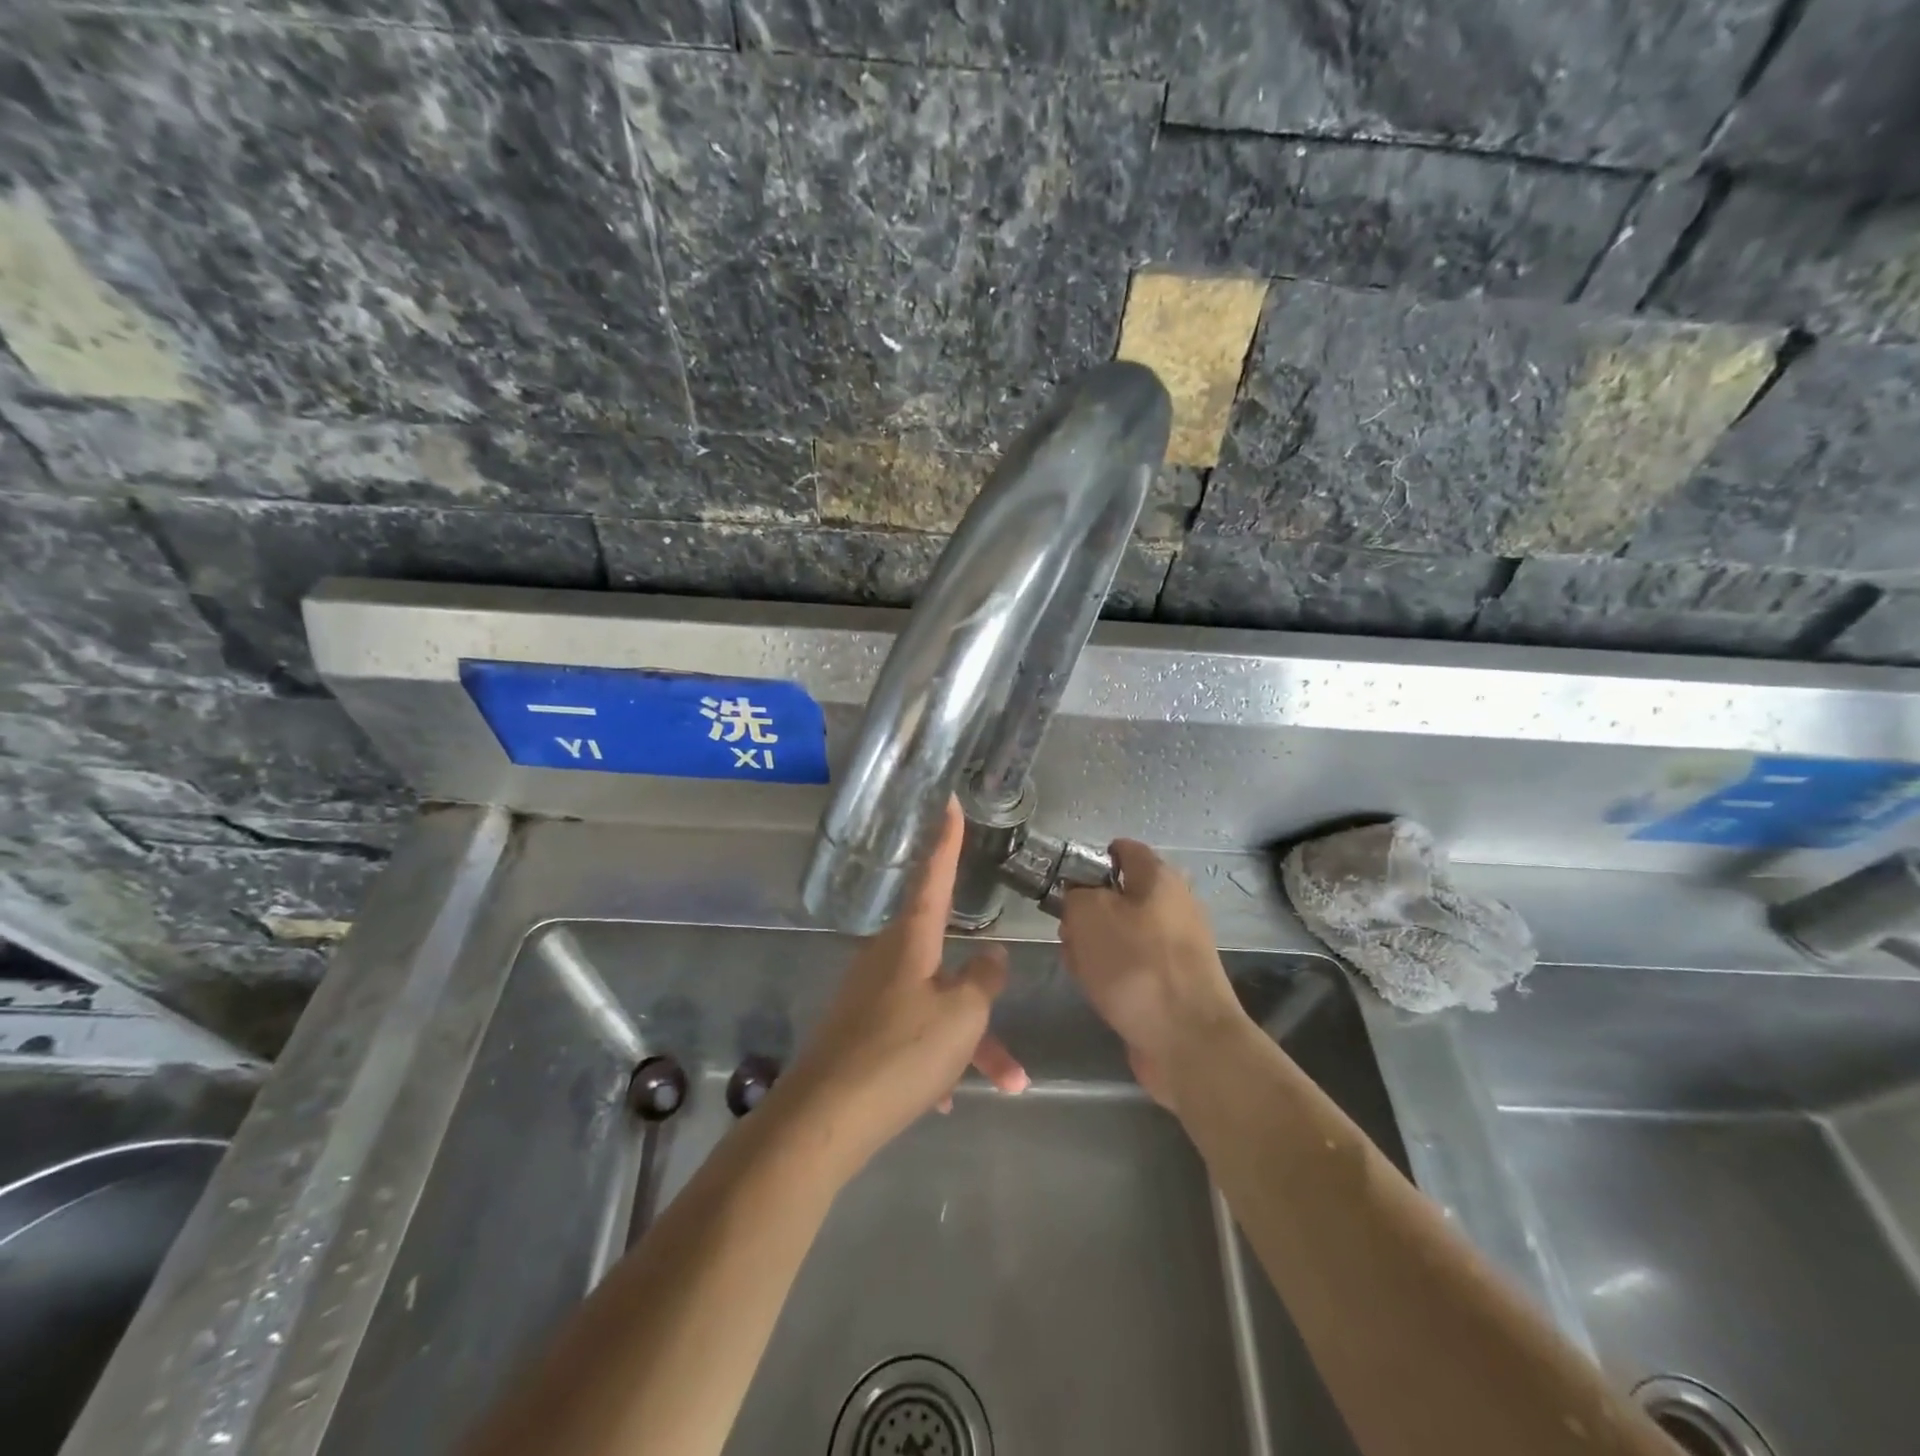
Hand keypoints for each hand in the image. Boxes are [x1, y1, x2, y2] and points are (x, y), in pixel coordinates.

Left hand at [775, 800, 1027, 1176]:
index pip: (934, 875)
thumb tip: (994, 955)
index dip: (946, 838)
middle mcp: (888, 958)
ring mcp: (871, 995)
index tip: (947, 799)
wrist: (825, 1119)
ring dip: (970, 1042)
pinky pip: (912, 1033)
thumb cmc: (901, 1053)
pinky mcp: (860, 1031)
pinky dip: (937, 1058)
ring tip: (1007, 1083)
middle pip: (948, 962)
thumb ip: (984, 980)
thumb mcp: (961, 1015)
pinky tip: (946, 1098)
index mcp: (910, 940)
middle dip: (983, 1000)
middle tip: (1009, 1039)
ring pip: (936, 1006)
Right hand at [1058, 840, 1246, 1110]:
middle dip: (1086, 911)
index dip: (1090, 860)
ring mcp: (1177, 946)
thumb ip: (1075, 894)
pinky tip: (1096, 990)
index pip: (1123, 849)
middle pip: (1118, 895)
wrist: (1188, 1041)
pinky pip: (1132, 965)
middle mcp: (1174, 906)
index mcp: (1160, 878)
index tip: (1064, 882)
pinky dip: (1111, 973)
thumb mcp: (1088, 914)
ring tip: (1078, 965)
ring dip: (1093, 946)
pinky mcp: (1173, 982)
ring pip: (1121, 933)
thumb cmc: (1136, 965)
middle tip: (1067, 930)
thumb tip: (1079, 897)